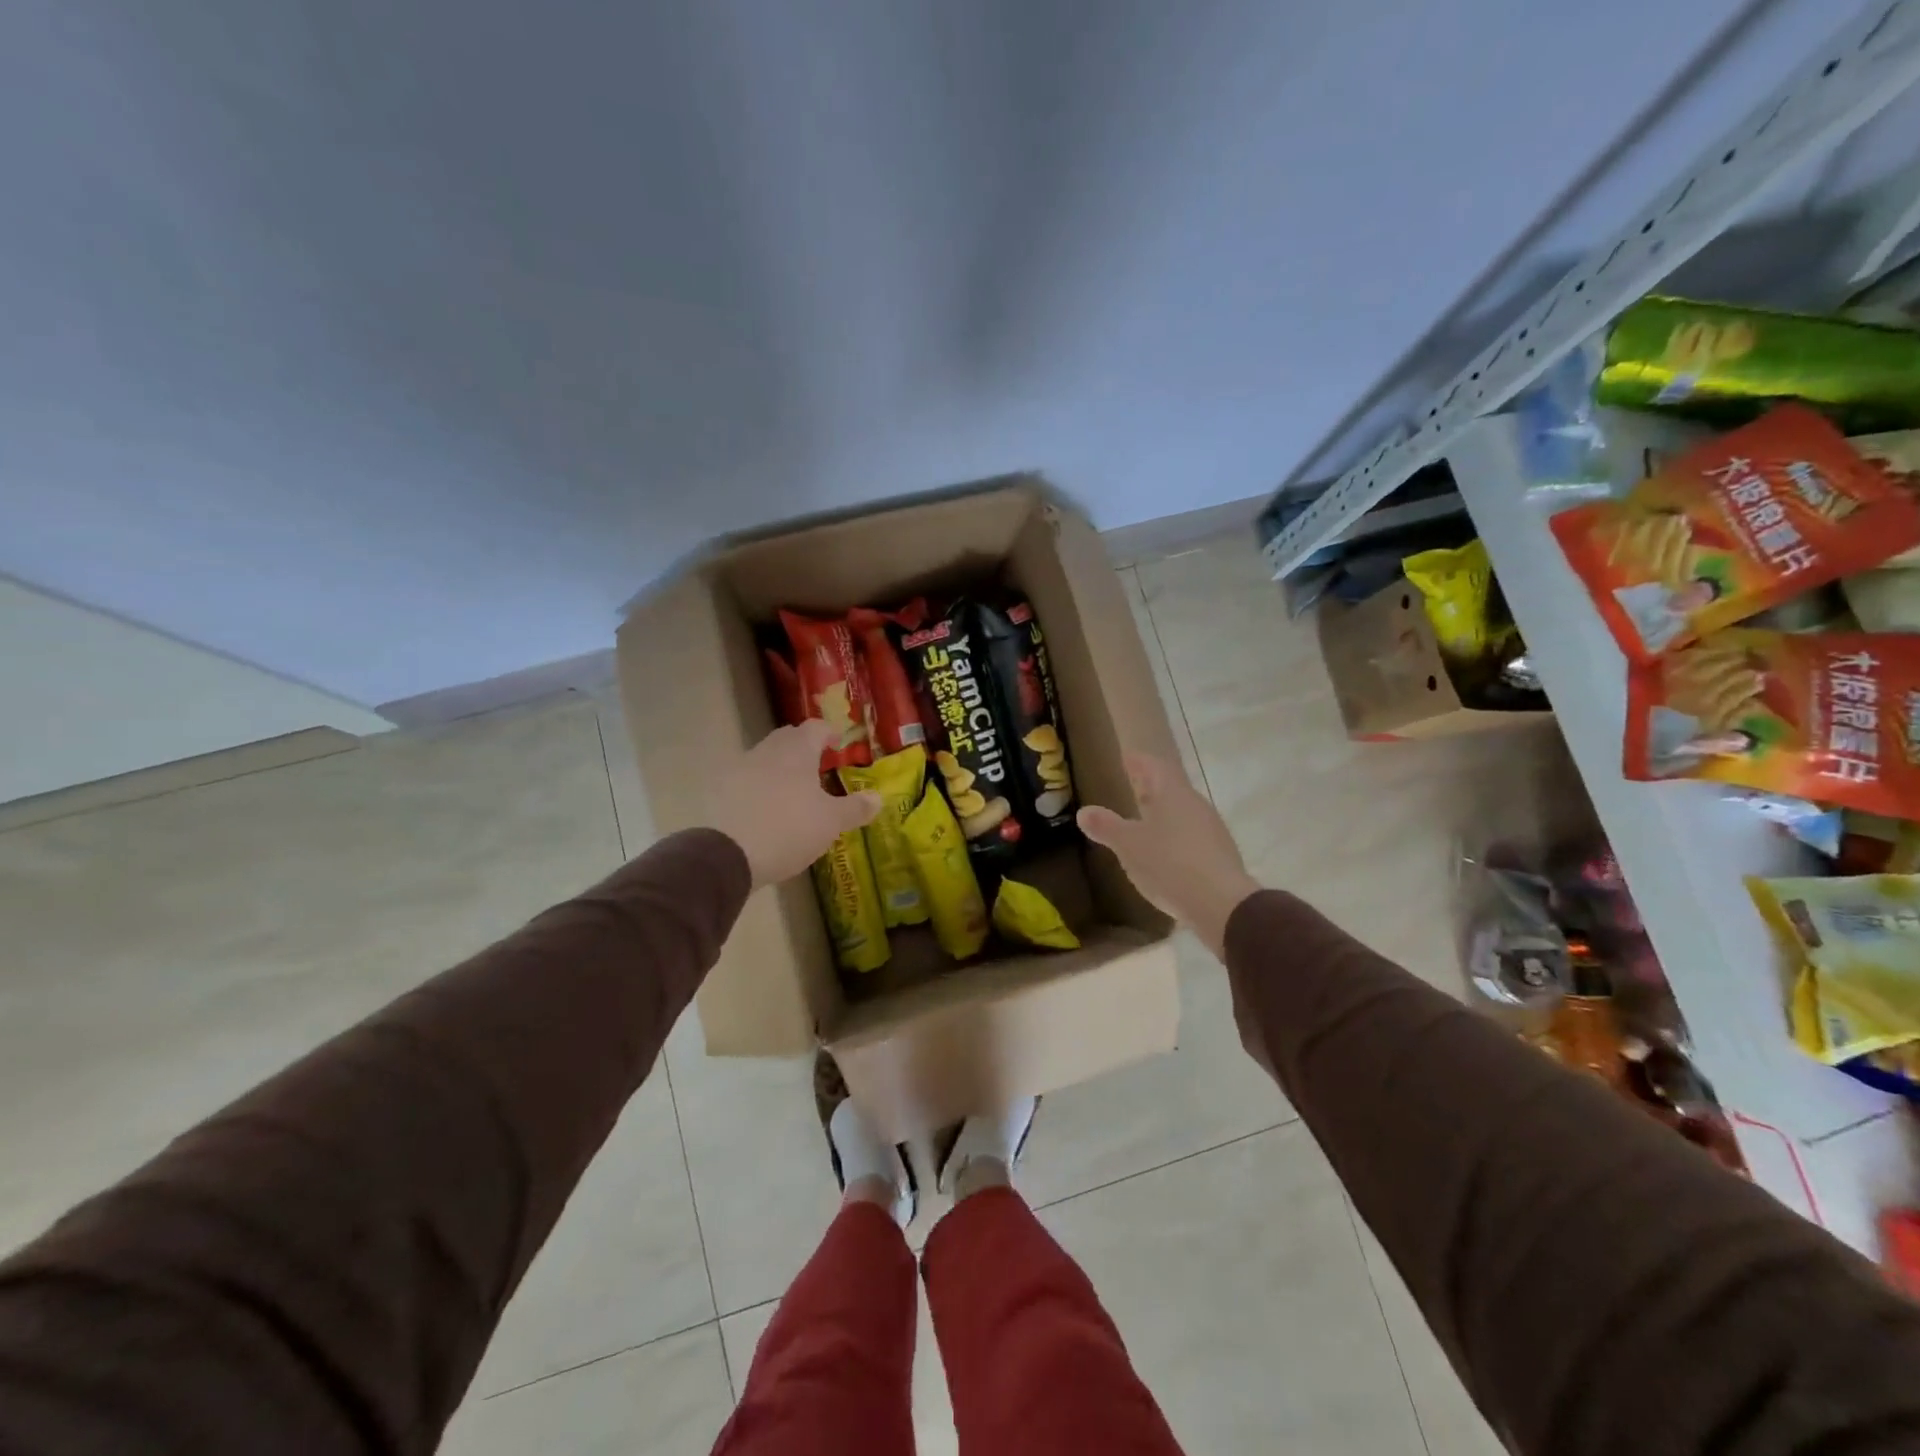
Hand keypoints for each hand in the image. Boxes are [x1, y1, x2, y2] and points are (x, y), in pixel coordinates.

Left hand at [705, 721, 880, 889]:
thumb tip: (878, 797)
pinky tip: (764, 809)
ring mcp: (738, 769)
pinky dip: (757, 787)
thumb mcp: (831, 822)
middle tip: (817, 765)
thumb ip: (855, 808)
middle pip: (787, 738)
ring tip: (792, 791)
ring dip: (779, 767)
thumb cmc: (788, 829)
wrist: (725, 854)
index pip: (815, 728)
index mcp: (797, 751)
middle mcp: (767, 751)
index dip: (828, 733)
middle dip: (803, 747)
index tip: (837, 744)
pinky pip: (745, 780)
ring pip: (764, 758)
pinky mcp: (718, 791)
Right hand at [1077, 753, 1261, 960]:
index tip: (1125, 757)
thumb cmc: (1169, 864)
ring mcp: (1211, 829)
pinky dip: (1173, 835)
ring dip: (1162, 812)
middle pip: (1169, 787)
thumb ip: (1106, 827)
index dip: (1137, 761)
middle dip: (1149, 787)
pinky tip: (1163, 851)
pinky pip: (1190, 835)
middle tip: (1130, 786)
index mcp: (1172, 793)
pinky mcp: (1218, 854)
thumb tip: (1085, 811)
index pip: (1152, 766)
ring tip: (1142, 820)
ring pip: (1181, 812)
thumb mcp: (1128, 846)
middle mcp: (1194, 804)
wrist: (1222, 904)